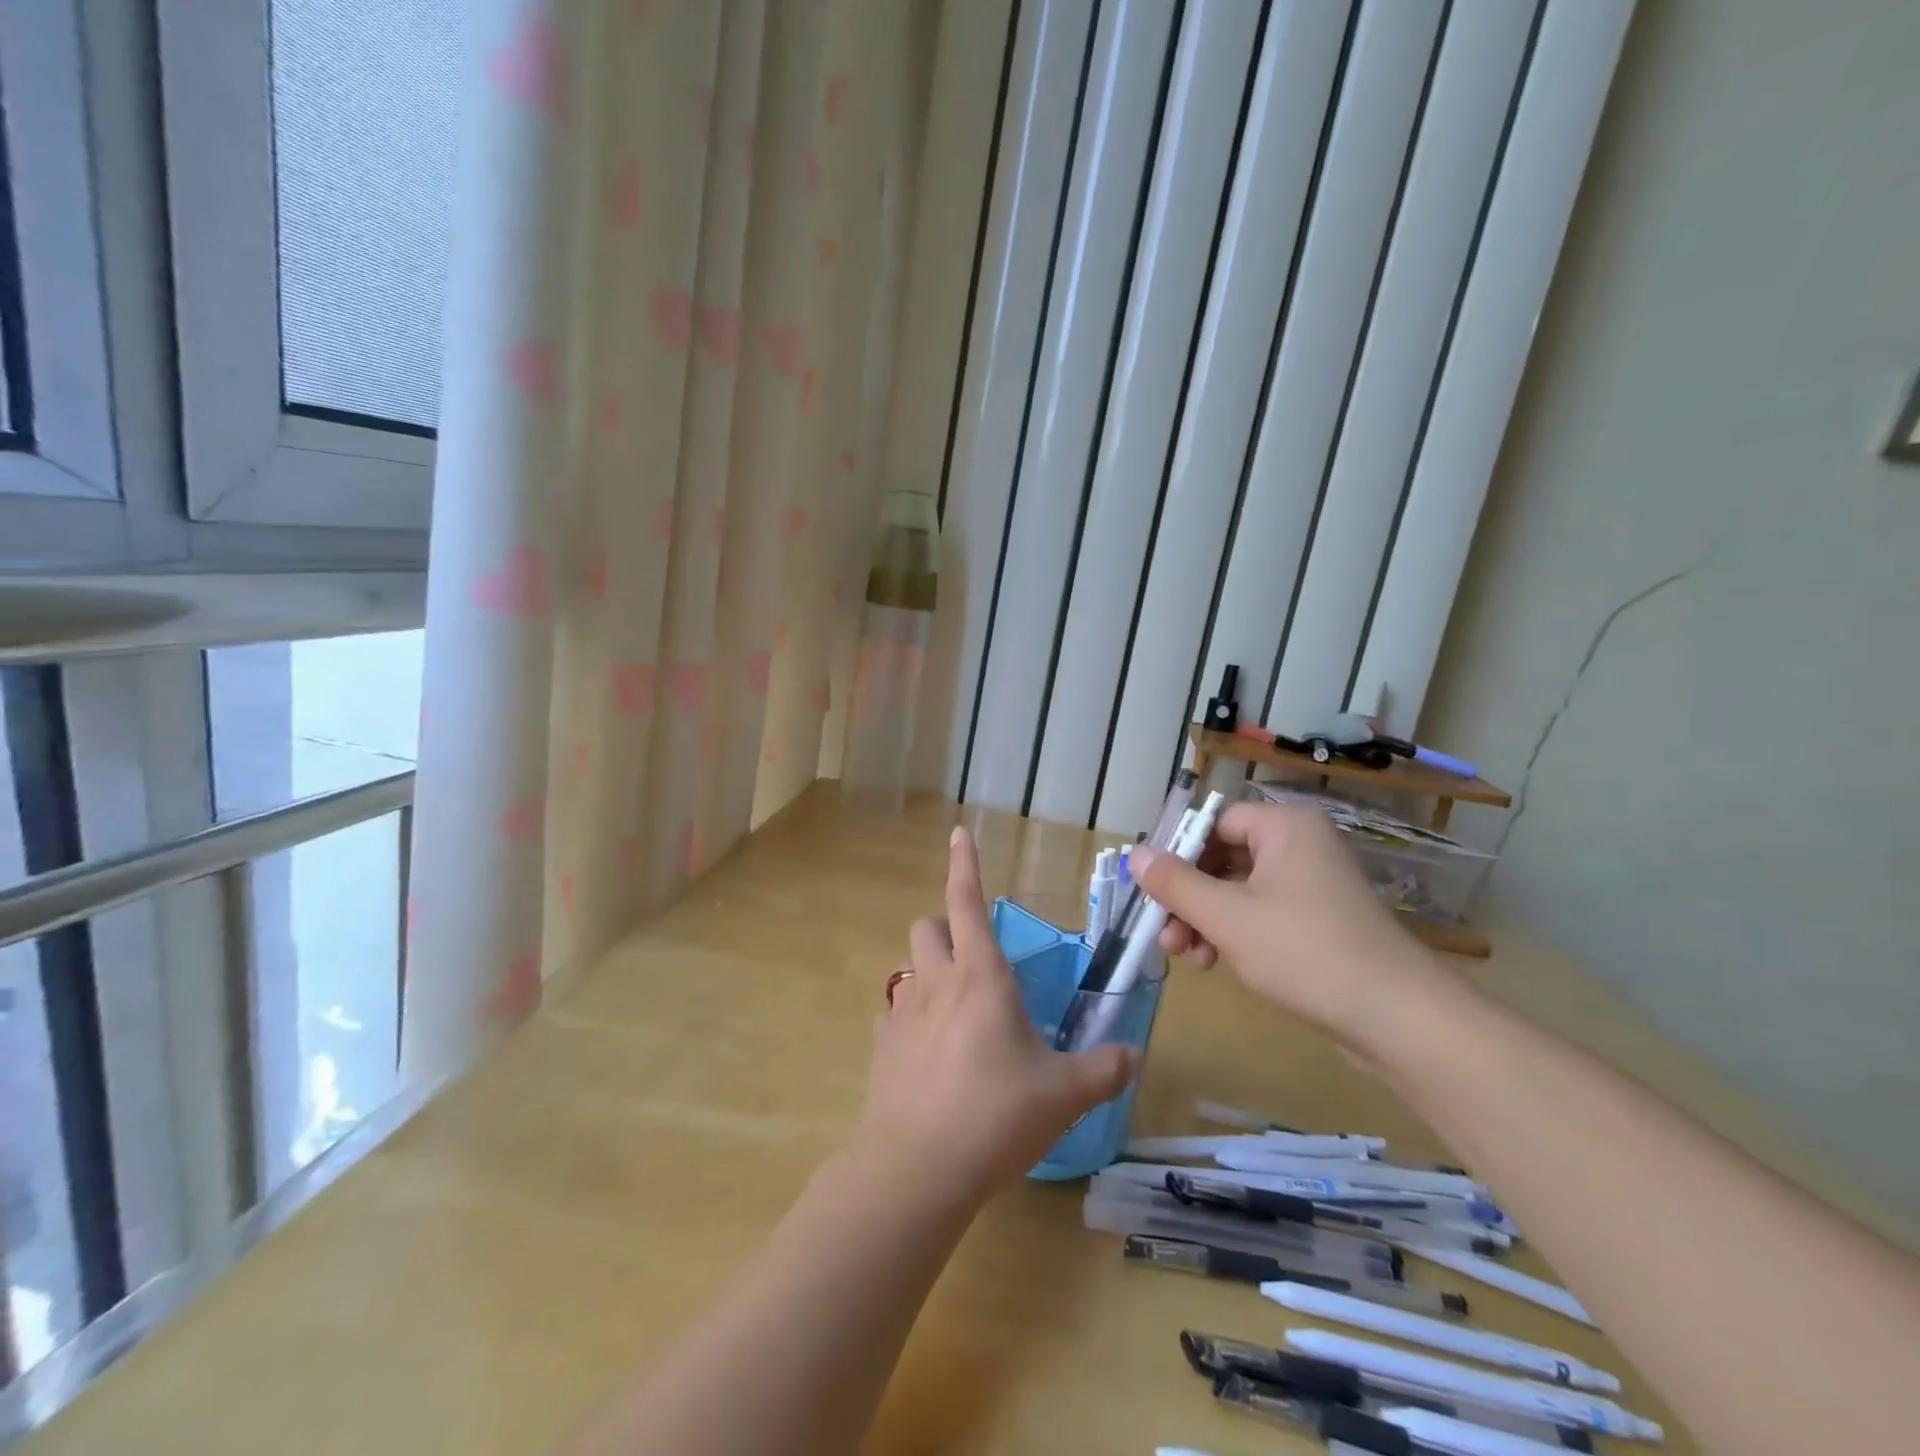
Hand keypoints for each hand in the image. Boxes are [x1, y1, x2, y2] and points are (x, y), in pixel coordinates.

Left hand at [855, 827, 1137, 1208]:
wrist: (917, 1169)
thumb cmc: (996, 1116)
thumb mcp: (1063, 1095)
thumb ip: (1103, 1070)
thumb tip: (1134, 1057)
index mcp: (981, 977)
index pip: (967, 901)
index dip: (964, 863)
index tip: (958, 832)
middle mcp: (937, 983)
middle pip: (927, 927)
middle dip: (946, 929)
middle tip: (974, 961)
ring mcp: (902, 1014)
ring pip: (907, 968)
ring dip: (929, 974)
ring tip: (956, 1011)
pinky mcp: (881, 1048)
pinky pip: (893, 1016)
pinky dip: (910, 1020)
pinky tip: (929, 1054)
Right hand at [1133, 801, 1436, 1042]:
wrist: (1397, 1019)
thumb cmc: (1305, 952)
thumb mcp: (1227, 917)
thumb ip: (1175, 884)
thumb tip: (1135, 854)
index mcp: (1284, 828)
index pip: (1213, 822)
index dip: (1175, 851)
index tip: (1148, 886)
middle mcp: (1298, 846)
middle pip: (1221, 857)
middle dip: (1186, 896)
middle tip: (1161, 930)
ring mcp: (1310, 884)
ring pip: (1236, 889)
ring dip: (1203, 919)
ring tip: (1185, 956)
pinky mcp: (1316, 920)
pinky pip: (1259, 912)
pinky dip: (1231, 932)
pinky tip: (1214, 962)